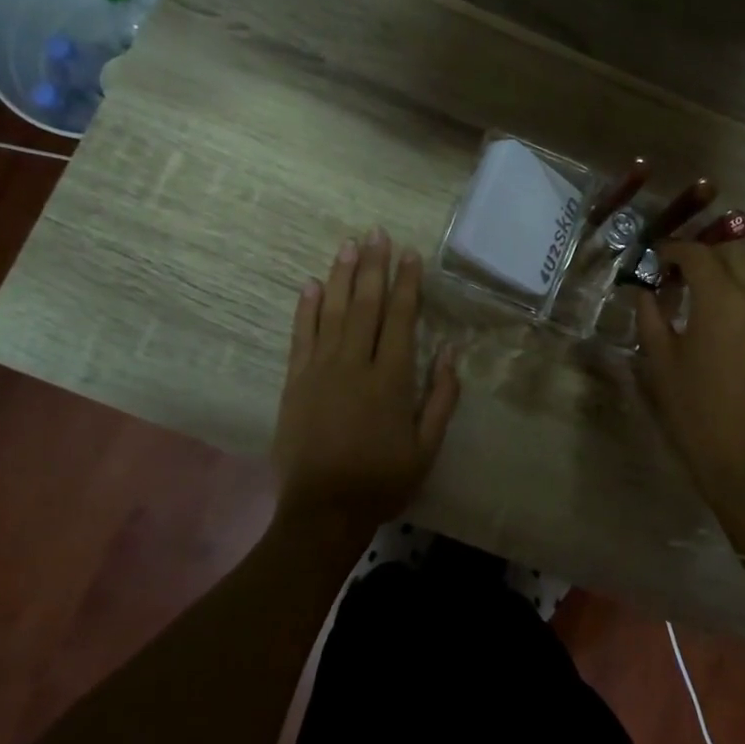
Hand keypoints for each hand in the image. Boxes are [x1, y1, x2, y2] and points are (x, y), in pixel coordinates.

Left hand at [272, 228, 459, 532]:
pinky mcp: (295, 383)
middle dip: (372, 267)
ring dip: (340, 277)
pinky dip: (306, 309)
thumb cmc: (383, 481)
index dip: (406, 284)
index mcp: (391, 380)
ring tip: (348, 245)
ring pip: (332, 313)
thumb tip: (449, 352)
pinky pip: (301, 337)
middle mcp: (355, 365)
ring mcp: (320, 371)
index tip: (409, 254)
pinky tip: (311, 284)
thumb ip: (441, 397)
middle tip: (376, 233)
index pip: (400, 319)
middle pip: (365, 306)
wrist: (324, 510)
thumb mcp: (427, 447)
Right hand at [634, 242, 744, 518]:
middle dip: (708, 256)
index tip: (661, 261)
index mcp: (719, 301)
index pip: (697, 254)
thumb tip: (644, 291)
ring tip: (740, 285)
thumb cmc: (697, 415)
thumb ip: (650, 318)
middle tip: (691, 278)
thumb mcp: (660, 365)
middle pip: (737, 251)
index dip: (674, 251)